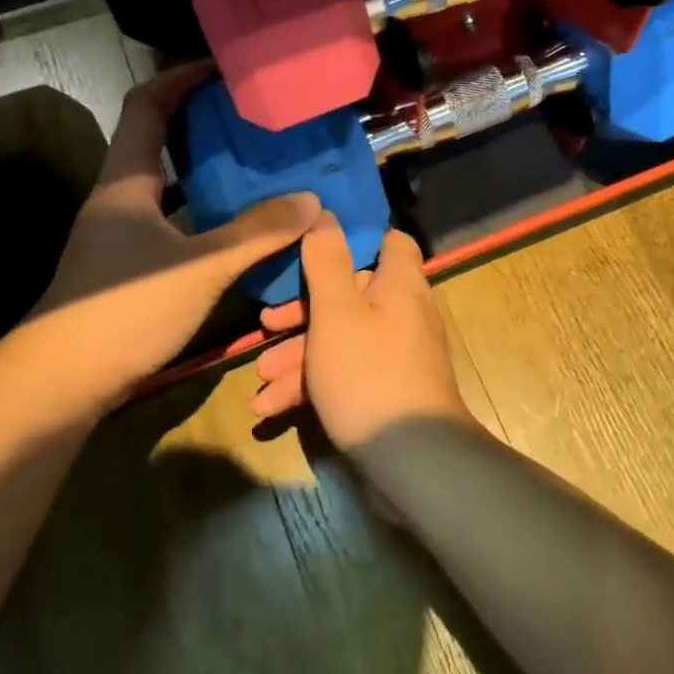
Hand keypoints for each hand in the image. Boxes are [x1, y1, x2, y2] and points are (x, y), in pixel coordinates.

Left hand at [31, 63, 318, 390]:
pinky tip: (241, 228)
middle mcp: (120, 199)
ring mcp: (121, 235)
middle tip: (256, 120)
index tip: (224, 68)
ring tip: (260, 166)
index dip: (180, 79)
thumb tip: (312, 201)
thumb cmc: (124, 310)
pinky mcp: (130, 267)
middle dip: (205, 125)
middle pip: (159, 142)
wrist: (60, 382)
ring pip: (169, 186)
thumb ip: (256, 232)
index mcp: (125, 181)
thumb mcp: (199, 267)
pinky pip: (175, 222)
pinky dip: (207, 215)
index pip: (146, 106)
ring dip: (209, 173)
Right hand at [250, 213, 471, 450]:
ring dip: (298, 356)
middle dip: (302, 312)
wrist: (413, 460)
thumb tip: (326, 213)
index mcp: (399, 283)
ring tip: (260, 380)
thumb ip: (328, 261)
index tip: (311, 247)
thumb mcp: (338, 313)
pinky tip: (271, 408)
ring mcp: (395, 353)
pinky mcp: (385, 388)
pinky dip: (312, 384)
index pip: (387, 241)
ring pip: (341, 338)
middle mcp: (403, 312)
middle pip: (350, 294)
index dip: (352, 239)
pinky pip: (346, 372)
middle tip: (265, 326)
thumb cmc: (369, 373)